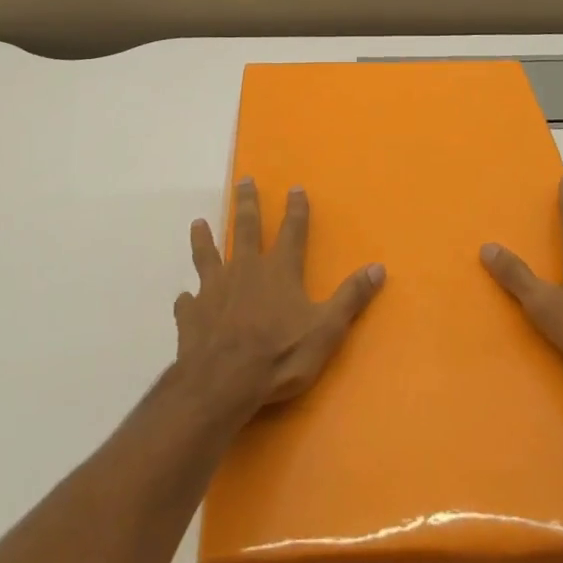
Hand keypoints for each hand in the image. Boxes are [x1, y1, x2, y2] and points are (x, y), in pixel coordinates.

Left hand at [175, 179, 385, 416]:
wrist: (223, 382)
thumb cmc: (280, 355)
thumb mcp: (326, 329)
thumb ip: (351, 297)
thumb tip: (378, 267)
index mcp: (279, 270)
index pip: (292, 231)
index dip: (296, 209)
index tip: (294, 187)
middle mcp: (245, 269)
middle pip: (246, 228)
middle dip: (247, 203)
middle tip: (243, 180)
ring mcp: (214, 289)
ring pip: (208, 255)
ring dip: (204, 239)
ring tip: (198, 223)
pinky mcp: (192, 314)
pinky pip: (188, 302)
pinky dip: (187, 298)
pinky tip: (184, 298)